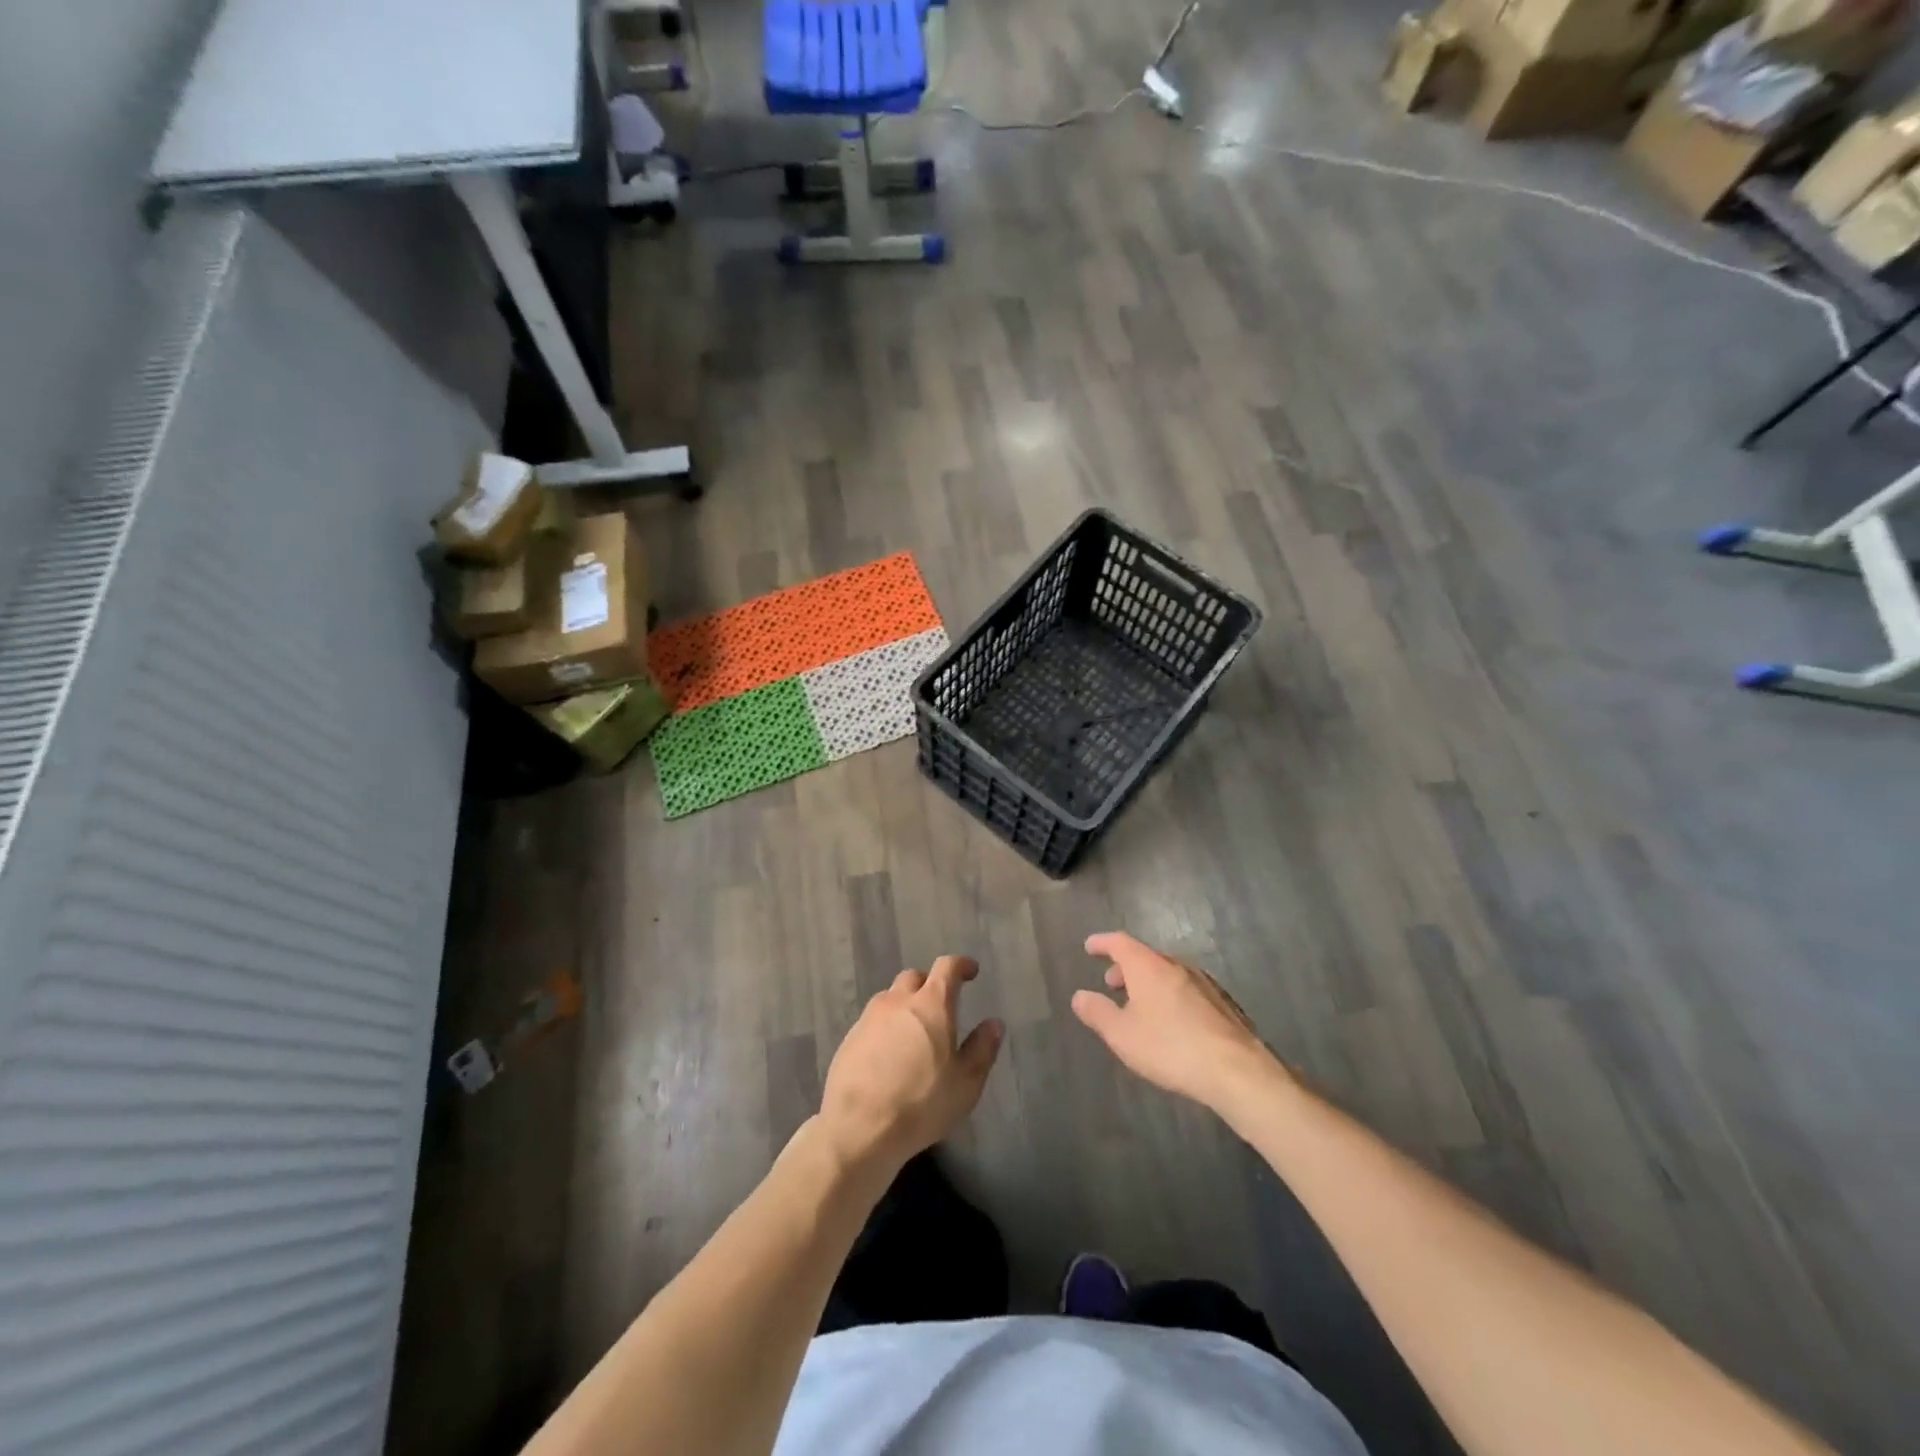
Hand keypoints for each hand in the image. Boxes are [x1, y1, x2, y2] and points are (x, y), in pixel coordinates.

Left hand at [820, 955, 1003, 1171]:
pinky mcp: (850, 1039)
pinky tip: (890, 1055)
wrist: (858, 1127)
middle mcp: (898, 1001)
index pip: (947, 967)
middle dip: (930, 984)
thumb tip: (994, 1023)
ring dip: (905, 1005)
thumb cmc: (921, 1103)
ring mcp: (869, 1018)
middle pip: (914, 977)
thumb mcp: (965, 1083)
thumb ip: (982, 1049)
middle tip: (941, 1006)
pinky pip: (873, 1021)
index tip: (971, 971)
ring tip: (915, 1032)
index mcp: (931, 1004)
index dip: (961, 965)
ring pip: (891, 998)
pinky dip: (886, 1027)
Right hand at [1071, 932, 1282, 1109]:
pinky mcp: (1223, 1003)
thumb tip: (1079, 995)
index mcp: (1148, 966)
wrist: (1236, 1070)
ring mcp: (1204, 982)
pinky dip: (1170, 995)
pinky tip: (1171, 1021)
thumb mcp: (1122, 1035)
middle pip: (1146, 956)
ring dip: (1148, 982)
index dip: (1102, 943)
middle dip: (1126, 967)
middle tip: (1112, 983)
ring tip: (1139, 1005)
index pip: (1120, 942)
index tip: (1090, 947)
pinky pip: (1186, 989)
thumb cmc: (1170, 1047)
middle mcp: (1176, 965)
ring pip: (1168, 973)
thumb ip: (1098, 1013)